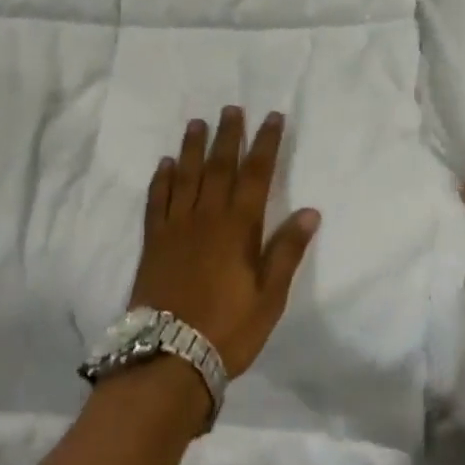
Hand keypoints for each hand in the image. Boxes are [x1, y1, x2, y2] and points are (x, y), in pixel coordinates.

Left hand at [129, 107, 320, 377]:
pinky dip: (162, 179)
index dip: (266, 143)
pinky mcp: (153, 241)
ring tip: (197, 122)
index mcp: (239, 227)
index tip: (273, 117)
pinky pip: (157, 200)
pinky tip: (165, 164)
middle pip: (220, 165)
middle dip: (229, 135)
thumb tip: (310, 211)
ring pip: (186, 175)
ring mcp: (176, 226)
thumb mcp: (270, 296)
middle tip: (232, 108)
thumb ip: (287, 251)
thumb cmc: (228, 328)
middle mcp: (207, 216)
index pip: (257, 174)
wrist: (169, 357)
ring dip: (193, 147)